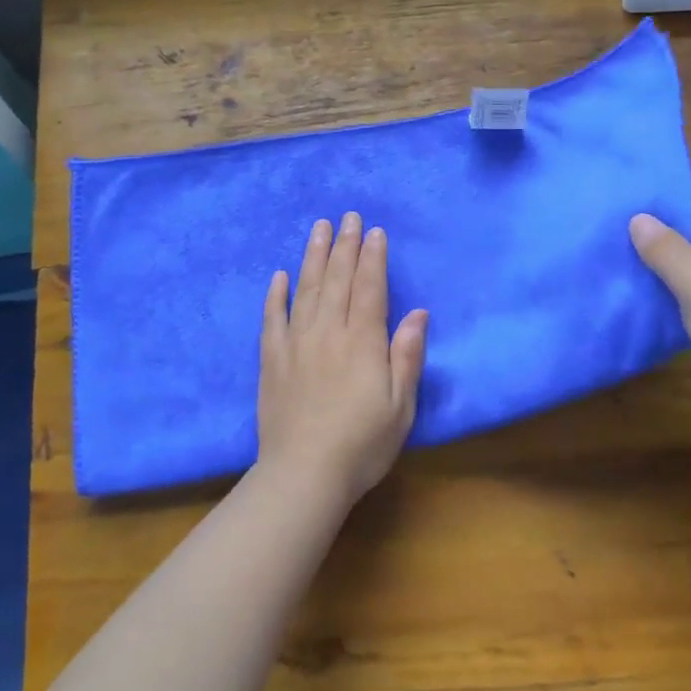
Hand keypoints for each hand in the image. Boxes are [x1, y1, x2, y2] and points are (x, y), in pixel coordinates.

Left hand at [258, 212, 428, 503]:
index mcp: (362, 342)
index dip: (373, 258)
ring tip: (318, 228)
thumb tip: (418, 312)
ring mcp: (296, 344)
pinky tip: (279, 275)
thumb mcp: (400, 406)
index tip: (373, 231)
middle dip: (344, 246)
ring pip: (305, 289)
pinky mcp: (271, 360)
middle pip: (336, 280)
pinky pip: (272, 318)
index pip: (369, 288)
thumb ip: (407, 356)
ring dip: (313, 256)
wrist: (303, 474)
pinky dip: (276, 294)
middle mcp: (328, 333)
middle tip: (347, 216)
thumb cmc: (362, 444)